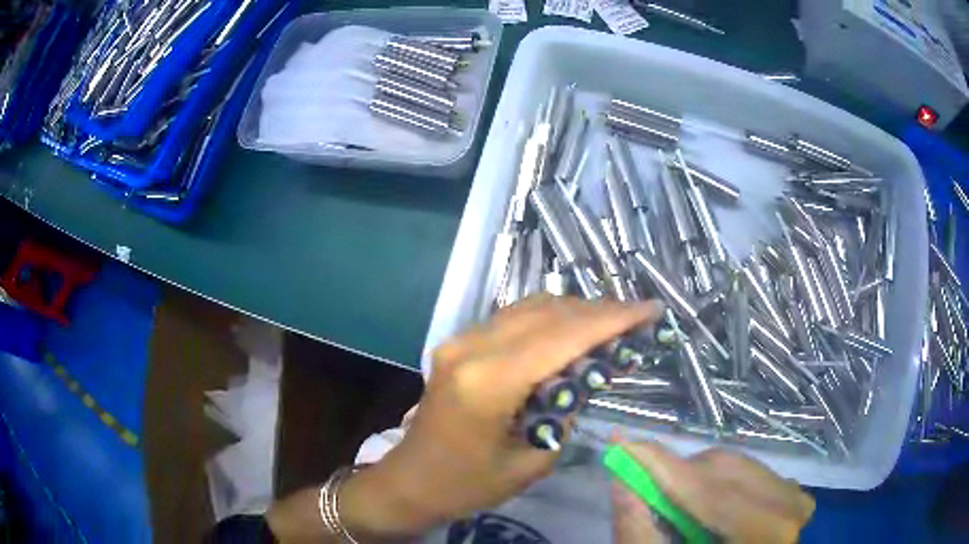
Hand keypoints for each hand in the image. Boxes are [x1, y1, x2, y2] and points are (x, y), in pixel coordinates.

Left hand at [338, 295, 662, 537]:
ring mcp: (460, 340)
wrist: (410, 481)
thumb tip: (591, 372)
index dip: (613, 318)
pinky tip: (572, 334)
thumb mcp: (533, 459)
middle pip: (549, 312)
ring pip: (530, 307)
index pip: (564, 335)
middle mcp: (472, 347)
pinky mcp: (457, 344)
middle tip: (637, 318)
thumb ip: (566, 409)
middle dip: (599, 311)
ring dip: (575, 312)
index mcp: (489, 381)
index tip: (650, 309)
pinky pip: (512, 319)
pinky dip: (549, 320)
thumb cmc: (468, 485)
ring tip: (612, 325)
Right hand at [612, 441, 814, 543]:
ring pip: (733, 465)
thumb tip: (620, 481)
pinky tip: (705, 504)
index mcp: (763, 532)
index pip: (707, 490)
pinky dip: (717, 480)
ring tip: (675, 503)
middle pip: (721, 471)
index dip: (660, 465)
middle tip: (642, 483)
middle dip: (676, 474)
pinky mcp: (792, 491)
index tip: (619, 442)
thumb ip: (640, 532)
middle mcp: (788, 505)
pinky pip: (747, 471)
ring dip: (695, 477)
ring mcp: (794, 495)